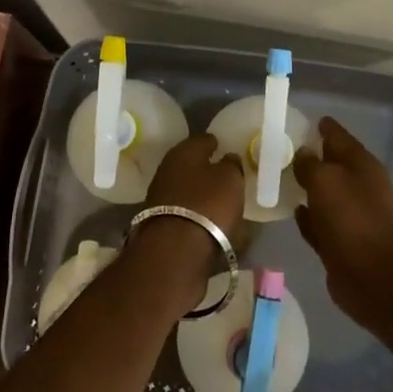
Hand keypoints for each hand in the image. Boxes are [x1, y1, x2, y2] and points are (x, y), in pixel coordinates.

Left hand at [128, 133, 245, 312]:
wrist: (175, 252)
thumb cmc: (208, 205)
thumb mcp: (231, 179)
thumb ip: (231, 165)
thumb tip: (227, 158)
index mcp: (184, 152)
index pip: (202, 140)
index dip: (216, 142)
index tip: (226, 146)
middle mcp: (167, 169)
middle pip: (191, 164)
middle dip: (206, 167)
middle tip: (225, 173)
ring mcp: (160, 197)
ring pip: (186, 188)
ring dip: (200, 191)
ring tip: (220, 198)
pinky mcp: (160, 223)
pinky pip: (184, 210)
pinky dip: (196, 212)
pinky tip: (209, 218)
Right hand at [291, 117, 392, 326]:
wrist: (376, 278)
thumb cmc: (352, 219)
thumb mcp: (326, 181)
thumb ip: (310, 164)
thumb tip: (303, 154)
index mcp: (361, 165)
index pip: (338, 136)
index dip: (322, 127)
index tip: (303, 121)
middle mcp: (359, 187)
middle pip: (332, 165)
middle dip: (312, 158)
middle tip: (282, 151)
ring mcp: (352, 217)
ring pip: (325, 195)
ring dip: (308, 188)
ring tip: (281, 179)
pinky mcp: (342, 244)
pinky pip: (320, 223)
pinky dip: (308, 217)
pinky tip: (293, 212)